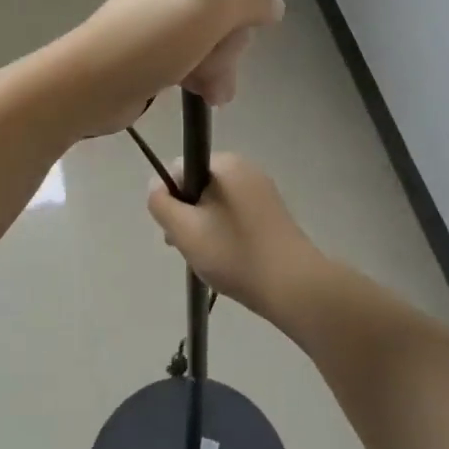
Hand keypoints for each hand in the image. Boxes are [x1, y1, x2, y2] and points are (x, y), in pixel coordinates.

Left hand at [57, 0, 283, 137]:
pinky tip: (203, 94)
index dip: (242, 1)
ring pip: (212, 42)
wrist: (91, 85)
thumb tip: (276, 4)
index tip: (239, 22)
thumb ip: (251, 3)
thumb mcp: (212, 12)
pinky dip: (201, 76)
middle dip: (228, 44)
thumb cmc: (151, 38)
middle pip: (225, 13)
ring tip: (208, 86)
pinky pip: (193, 61)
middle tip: (215, 57)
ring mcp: (161, 23)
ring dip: (218, 66)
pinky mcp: (154, 55)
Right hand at [146, 153, 325, 323]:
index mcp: (226, 163)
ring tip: (208, 259)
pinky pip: (236, 213)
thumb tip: (155, 184)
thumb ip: (162, 203)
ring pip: (217, 202)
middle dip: (188, 214)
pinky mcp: (272, 211)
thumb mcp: (186, 231)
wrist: (293, 285)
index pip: (180, 168)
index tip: (174, 231)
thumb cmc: (235, 254)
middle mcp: (245, 168)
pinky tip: (229, 258)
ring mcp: (262, 189)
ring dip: (205, 226)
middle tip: (189, 248)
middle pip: (199, 184)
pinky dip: (226, 231)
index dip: (170, 198)